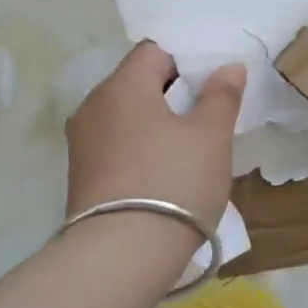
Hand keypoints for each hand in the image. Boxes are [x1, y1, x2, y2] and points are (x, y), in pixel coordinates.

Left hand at [66, 42, 245, 231]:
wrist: (121, 256)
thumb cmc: (174, 182)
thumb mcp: (211, 136)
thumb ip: (221, 96)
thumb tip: (227, 67)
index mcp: (123, 85)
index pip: (154, 51)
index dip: (186, 61)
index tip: (212, 87)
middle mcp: (93, 106)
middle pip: (137, 84)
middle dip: (173, 95)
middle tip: (208, 119)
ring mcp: (81, 143)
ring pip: (126, 118)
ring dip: (156, 126)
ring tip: (188, 151)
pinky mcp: (80, 177)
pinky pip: (116, 147)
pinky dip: (140, 151)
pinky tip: (163, 176)